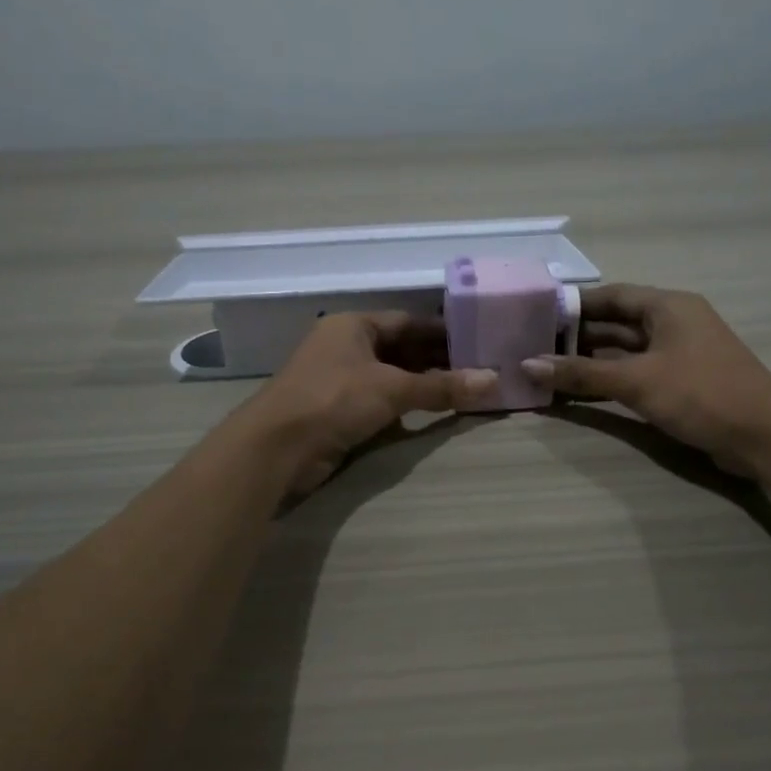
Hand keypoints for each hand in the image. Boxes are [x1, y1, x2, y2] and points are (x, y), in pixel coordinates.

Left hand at [245, 312, 497, 495]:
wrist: (277, 448)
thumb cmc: (333, 400)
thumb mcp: (392, 389)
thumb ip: (442, 387)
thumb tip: (494, 381)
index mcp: (353, 325)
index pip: (407, 321)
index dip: (442, 332)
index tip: (478, 342)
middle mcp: (345, 346)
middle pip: (401, 349)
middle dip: (437, 361)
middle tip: (479, 370)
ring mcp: (339, 380)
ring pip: (391, 377)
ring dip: (423, 385)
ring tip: (466, 391)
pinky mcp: (337, 411)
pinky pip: (381, 401)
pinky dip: (406, 406)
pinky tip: (433, 412)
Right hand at [521, 285, 770, 476]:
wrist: (764, 436)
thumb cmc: (701, 394)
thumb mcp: (637, 381)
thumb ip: (582, 373)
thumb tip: (528, 364)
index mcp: (668, 307)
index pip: (612, 295)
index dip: (575, 305)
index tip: (538, 315)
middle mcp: (673, 323)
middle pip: (617, 324)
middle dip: (578, 336)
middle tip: (535, 346)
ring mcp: (679, 354)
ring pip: (625, 351)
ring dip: (591, 361)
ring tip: (548, 369)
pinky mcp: (682, 383)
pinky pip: (637, 373)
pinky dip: (610, 380)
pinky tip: (580, 391)